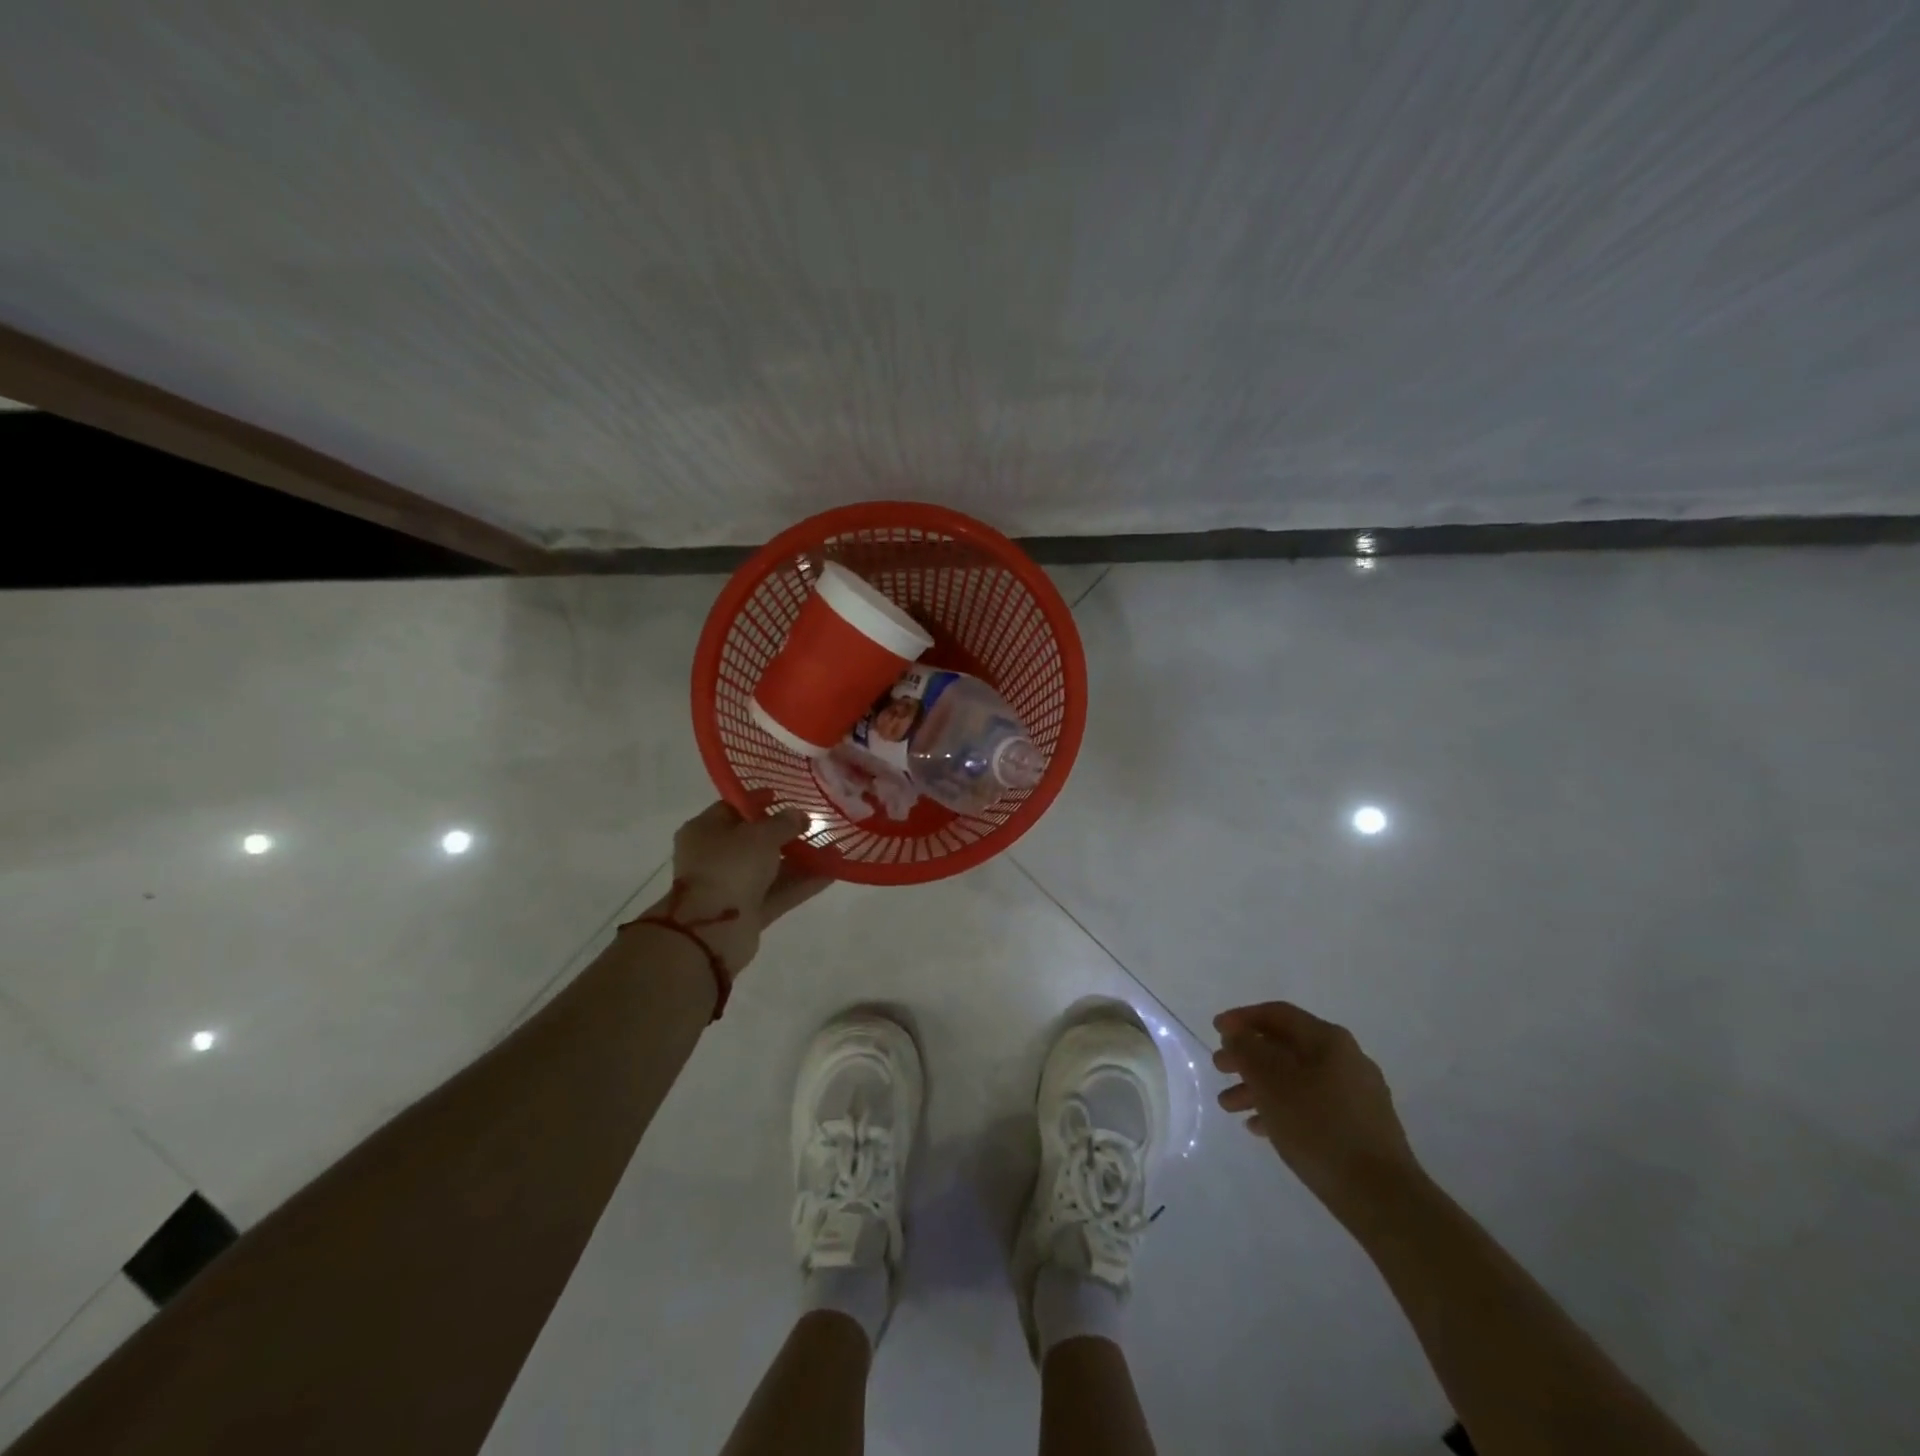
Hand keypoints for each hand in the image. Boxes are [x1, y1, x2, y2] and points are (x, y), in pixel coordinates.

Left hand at [651, 800, 830, 975]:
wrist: (712, 930)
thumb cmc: (729, 866)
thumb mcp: (760, 835)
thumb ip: (783, 823)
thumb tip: (799, 815)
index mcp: (705, 831)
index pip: (733, 808)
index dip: (760, 800)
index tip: (787, 796)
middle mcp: (716, 857)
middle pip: (755, 840)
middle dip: (787, 833)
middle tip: (816, 823)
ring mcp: (732, 886)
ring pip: (771, 867)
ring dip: (801, 859)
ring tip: (835, 847)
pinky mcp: (749, 911)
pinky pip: (779, 891)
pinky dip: (803, 882)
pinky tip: (833, 871)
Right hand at [1213, 1002, 1422, 1223]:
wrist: (1382, 1197)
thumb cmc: (1319, 1127)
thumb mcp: (1271, 1082)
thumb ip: (1247, 1050)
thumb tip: (1237, 1033)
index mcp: (1328, 1040)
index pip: (1277, 1014)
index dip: (1242, 1018)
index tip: (1215, 1030)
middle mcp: (1346, 1059)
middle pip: (1285, 1047)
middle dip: (1248, 1057)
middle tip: (1219, 1068)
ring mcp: (1357, 1094)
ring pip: (1296, 1079)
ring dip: (1260, 1087)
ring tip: (1229, 1107)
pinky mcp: (1361, 1127)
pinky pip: (1312, 1105)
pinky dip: (1282, 1109)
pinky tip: (1259, 1128)